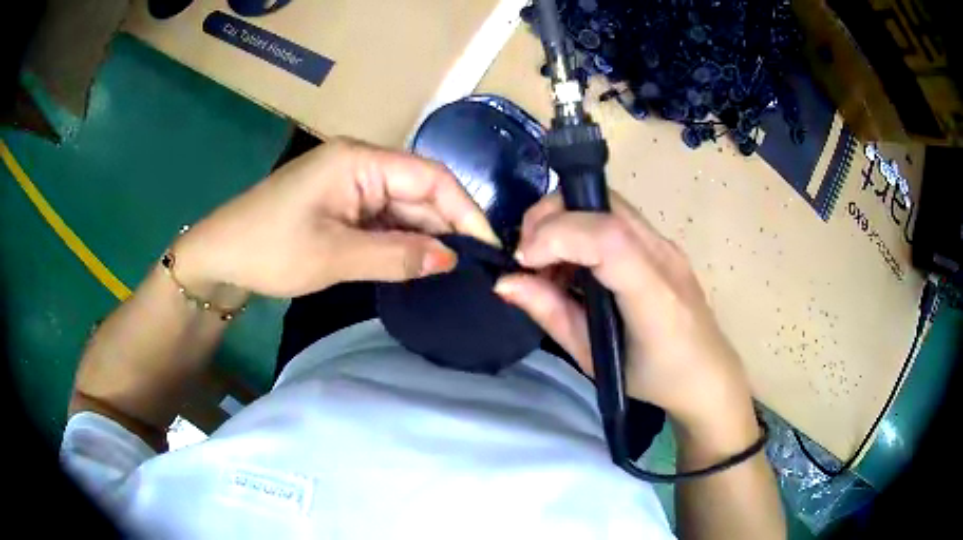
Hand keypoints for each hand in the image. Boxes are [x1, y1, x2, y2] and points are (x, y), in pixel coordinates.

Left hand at [174, 138, 498, 297]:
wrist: (220, 255)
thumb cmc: (270, 249)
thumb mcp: (335, 255)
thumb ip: (396, 255)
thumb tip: (451, 260)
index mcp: (359, 161)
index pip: (430, 177)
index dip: (464, 210)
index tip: (489, 247)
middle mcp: (360, 164)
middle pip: (419, 190)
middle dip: (448, 227)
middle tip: (476, 268)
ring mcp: (350, 185)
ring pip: (403, 207)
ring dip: (426, 237)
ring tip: (456, 271)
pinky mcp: (341, 205)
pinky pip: (383, 219)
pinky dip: (401, 241)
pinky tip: (419, 263)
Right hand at [494, 192, 755, 438]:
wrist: (708, 375)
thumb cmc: (654, 379)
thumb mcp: (595, 359)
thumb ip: (551, 314)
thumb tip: (504, 282)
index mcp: (654, 297)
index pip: (608, 238)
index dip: (557, 235)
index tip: (522, 261)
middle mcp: (664, 257)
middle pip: (603, 203)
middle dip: (550, 216)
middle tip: (528, 256)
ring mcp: (667, 244)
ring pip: (606, 203)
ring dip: (564, 220)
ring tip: (548, 265)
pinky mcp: (662, 243)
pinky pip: (615, 218)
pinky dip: (581, 228)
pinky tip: (574, 266)